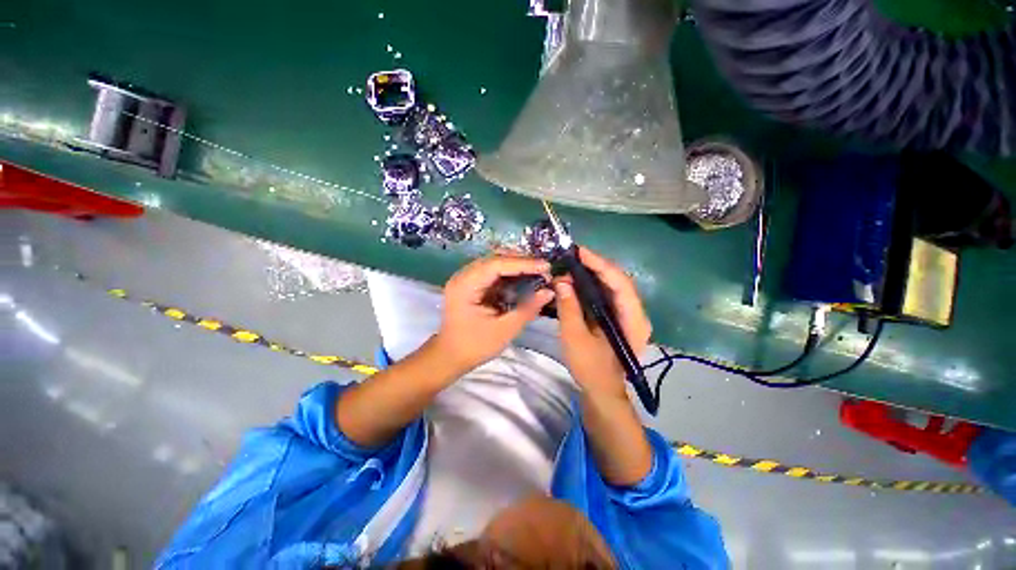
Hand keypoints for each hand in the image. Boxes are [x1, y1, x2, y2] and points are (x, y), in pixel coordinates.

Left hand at [433, 255, 554, 372]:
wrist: (450, 356)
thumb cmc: (475, 346)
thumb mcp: (504, 330)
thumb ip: (527, 309)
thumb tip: (549, 291)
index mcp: (466, 285)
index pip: (496, 264)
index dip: (523, 263)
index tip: (546, 266)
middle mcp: (463, 276)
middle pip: (495, 258)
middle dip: (521, 262)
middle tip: (544, 269)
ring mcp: (466, 278)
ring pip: (495, 262)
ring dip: (516, 266)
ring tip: (538, 272)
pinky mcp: (471, 284)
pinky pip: (492, 272)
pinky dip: (509, 274)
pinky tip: (524, 279)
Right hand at [553, 248, 651, 399]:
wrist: (602, 392)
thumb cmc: (590, 368)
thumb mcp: (575, 338)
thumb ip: (569, 307)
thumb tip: (561, 281)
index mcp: (633, 319)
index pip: (620, 283)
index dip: (600, 264)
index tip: (579, 252)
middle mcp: (635, 312)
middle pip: (618, 280)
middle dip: (595, 266)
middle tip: (572, 256)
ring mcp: (628, 314)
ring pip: (612, 286)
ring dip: (593, 274)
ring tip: (572, 264)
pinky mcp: (618, 317)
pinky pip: (606, 295)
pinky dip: (592, 286)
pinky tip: (577, 281)